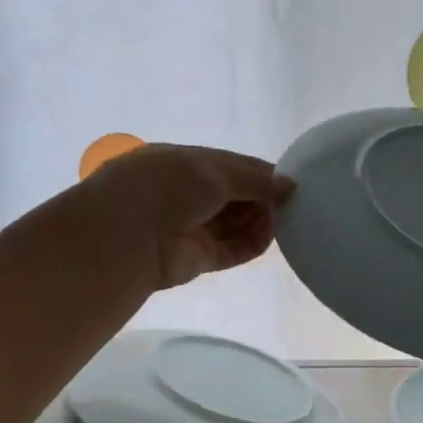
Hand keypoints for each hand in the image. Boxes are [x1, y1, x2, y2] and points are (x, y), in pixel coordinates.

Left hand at [90, 144, 293, 289]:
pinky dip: (253, 243)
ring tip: (286, 217)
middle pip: (235, 196)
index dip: (260, 172)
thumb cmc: (168, 187)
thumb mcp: (216, 171)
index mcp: (183, 164)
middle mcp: (186, 195)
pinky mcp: (199, 258)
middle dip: (262, 197)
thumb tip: (291, 185)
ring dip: (260, 220)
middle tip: (294, 201)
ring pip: (236, 223)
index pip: (229, 166)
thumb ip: (257, 180)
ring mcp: (192, 228)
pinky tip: (272, 235)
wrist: (129, 236)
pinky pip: (233, 249)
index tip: (289, 179)